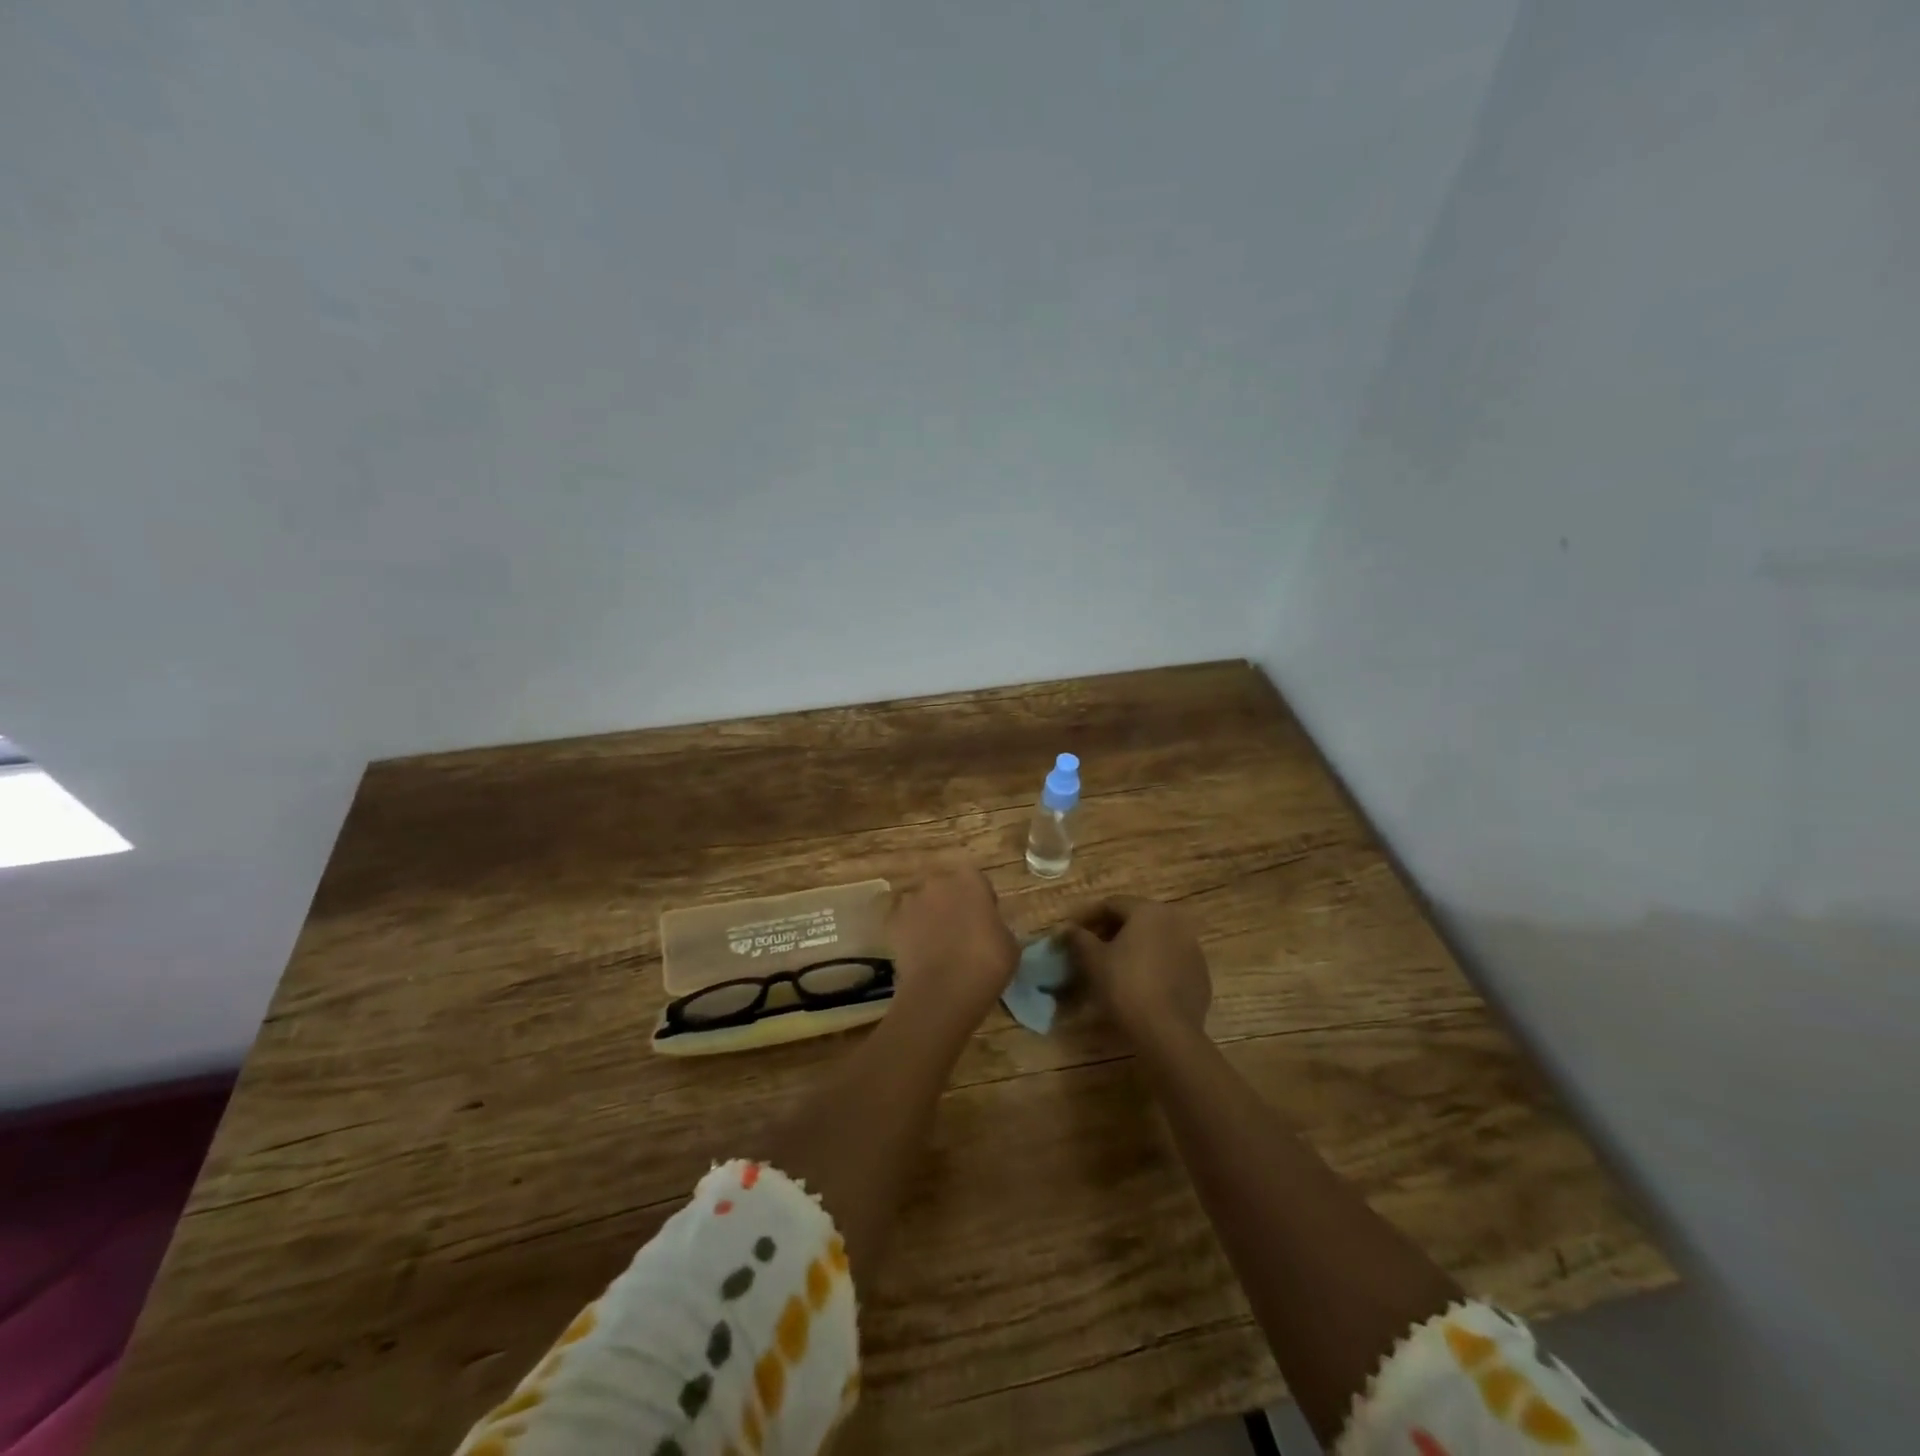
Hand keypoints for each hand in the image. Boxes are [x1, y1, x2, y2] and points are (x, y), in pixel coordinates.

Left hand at [885, 865, 1019, 1034]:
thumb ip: (997, 926)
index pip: (976, 880)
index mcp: (971, 881)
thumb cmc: (987, 964)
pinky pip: (902, 922)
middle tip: (960, 932)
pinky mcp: (892, 923)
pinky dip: (908, 933)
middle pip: (945, 888)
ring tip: (935, 945)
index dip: (980, 898)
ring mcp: (912, 901)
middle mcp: (938, 883)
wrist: (944, 991)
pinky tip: (918, 954)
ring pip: (922, 903)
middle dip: (951, 904)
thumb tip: (989, 929)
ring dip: (928, 917)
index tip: (985, 918)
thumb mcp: (1009, 944)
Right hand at [1060, 896, 1211, 1046]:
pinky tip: (1140, 983)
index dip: (1088, 916)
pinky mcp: (1200, 973)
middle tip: (1091, 947)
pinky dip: (1153, 964)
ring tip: (1114, 966)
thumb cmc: (1125, 986)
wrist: (1167, 1032)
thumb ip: (1079, 938)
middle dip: (1112, 930)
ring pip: (1155, 939)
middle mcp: (1174, 921)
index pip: (1112, 904)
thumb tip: (1068, 928)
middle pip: (1136, 918)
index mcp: (1148, 911)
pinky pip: (1170, 960)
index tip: (1073, 931)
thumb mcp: (1093, 960)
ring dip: (1134, 946)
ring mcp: (1192, 947)